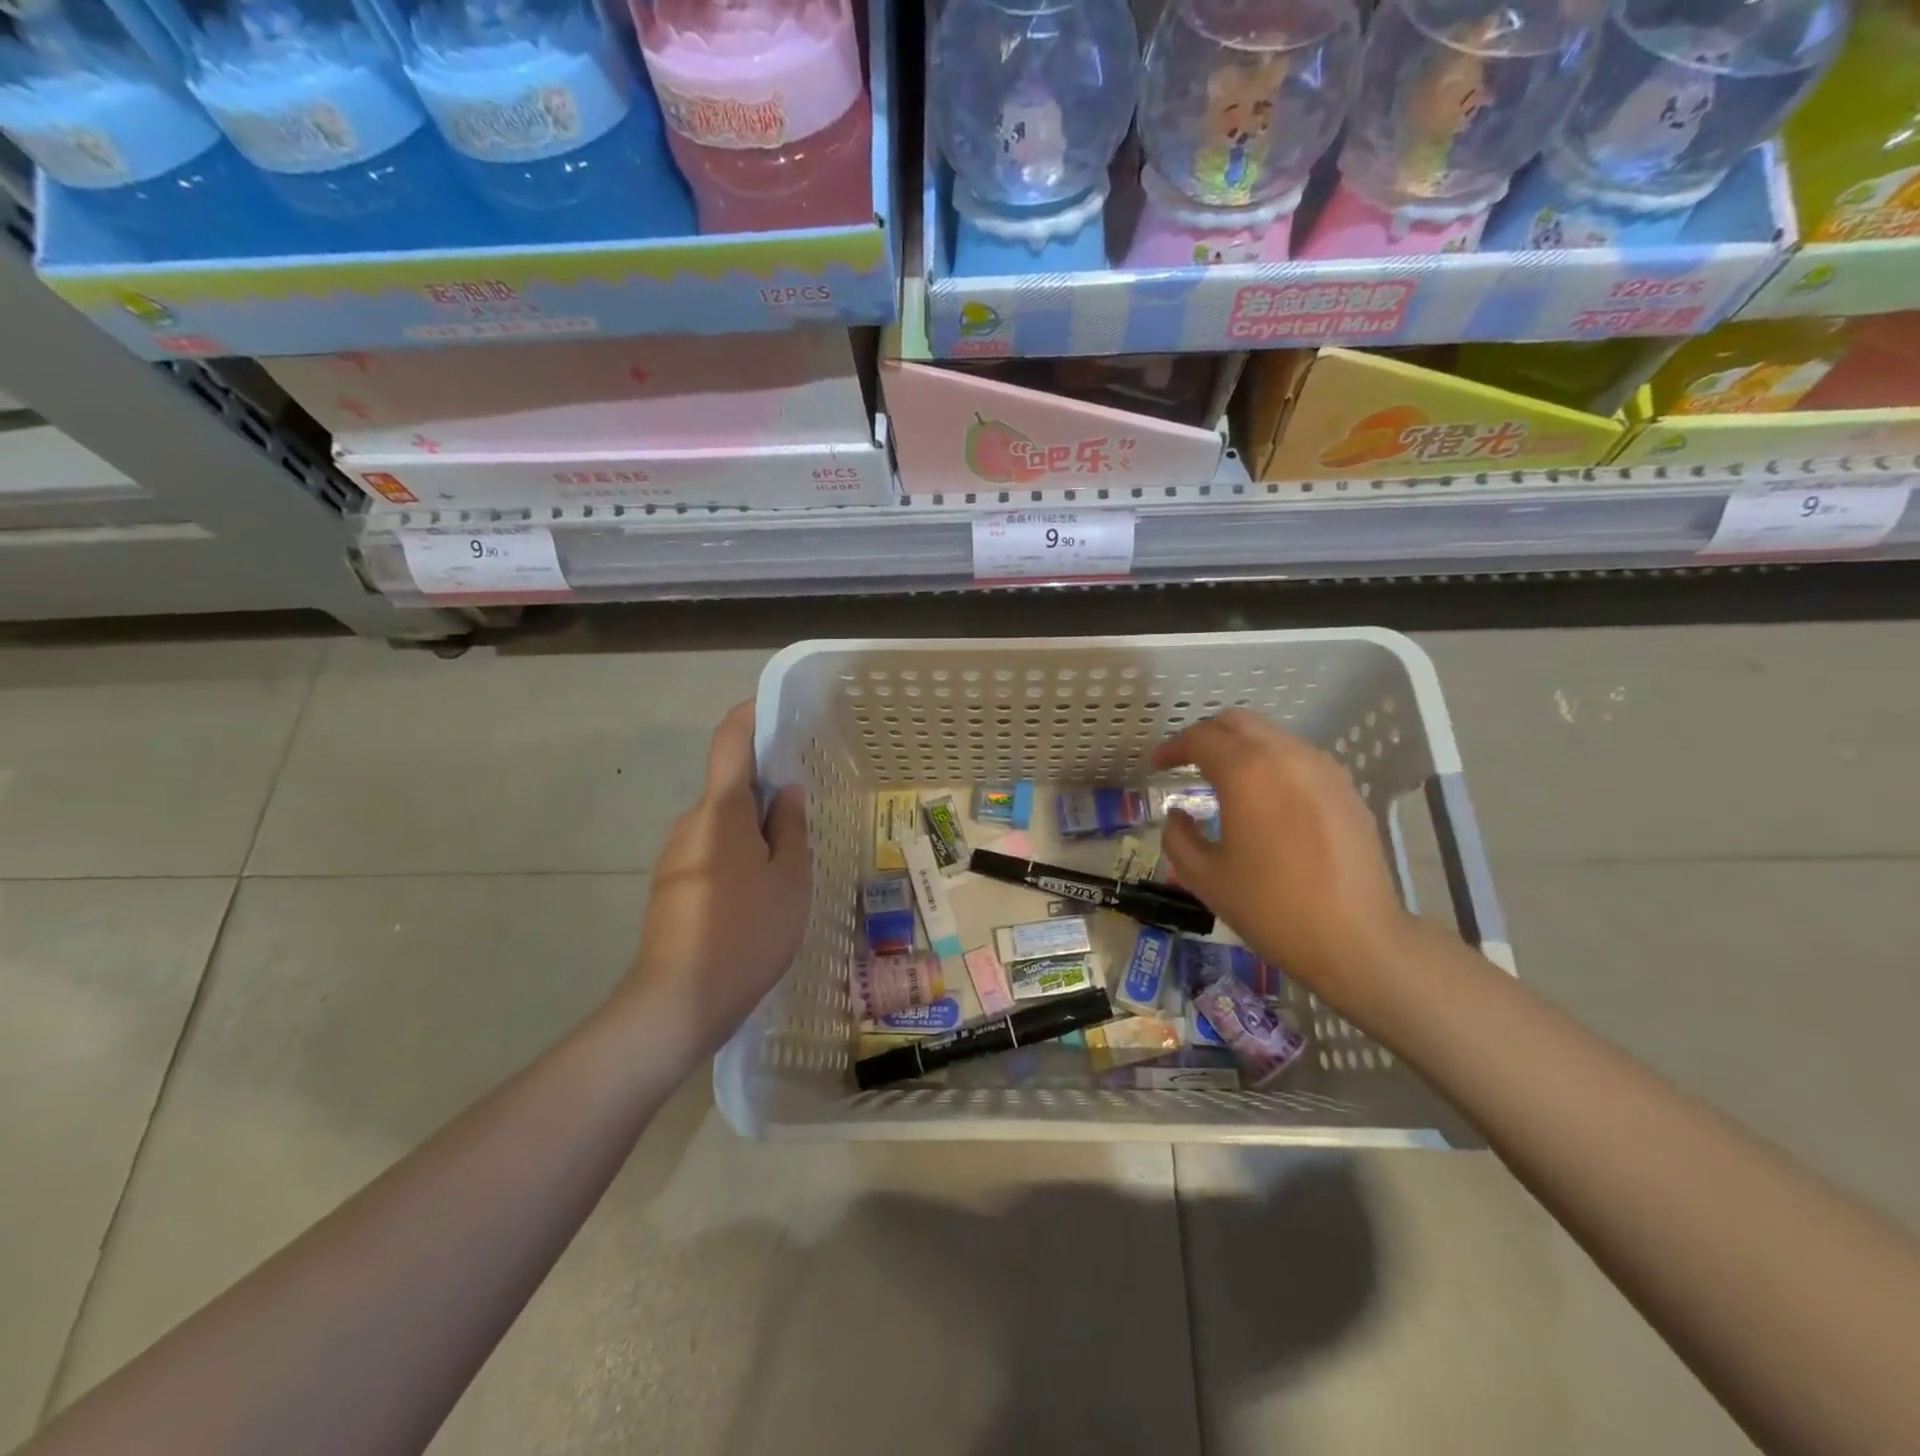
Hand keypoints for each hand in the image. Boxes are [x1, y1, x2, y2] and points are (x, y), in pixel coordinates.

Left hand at [615, 701, 809, 1064]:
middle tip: (806, 812)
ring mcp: (675, 857)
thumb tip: (787, 793)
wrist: (677, 1003)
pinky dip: (738, 857)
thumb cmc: (747, 933)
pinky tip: (760, 897)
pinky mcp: (670, 888)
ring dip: (754, 831)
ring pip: (722, 826)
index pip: (729, 741)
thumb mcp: (789, 880)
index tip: (775, 709)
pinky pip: (711, 854)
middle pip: (729, 788)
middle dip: (765, 791)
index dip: (750, 715)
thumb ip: (791, 829)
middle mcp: (690, 824)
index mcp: (721, 812)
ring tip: (790, 865)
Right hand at [1154, 709, 1411, 1011]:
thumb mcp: (1205, 877)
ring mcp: (1322, 769)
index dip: (1173, 748)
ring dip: (1242, 748)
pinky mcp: (1345, 789)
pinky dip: (1273, 764)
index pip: (1200, 738)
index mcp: (1245, 771)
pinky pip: (1299, 758)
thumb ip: (1178, 837)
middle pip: (1238, 722)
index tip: (1158, 765)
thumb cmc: (1270, 907)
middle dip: (1207, 736)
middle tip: (1188, 764)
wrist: (1356, 938)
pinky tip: (1267, 799)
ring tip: (1226, 781)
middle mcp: (1285, 755)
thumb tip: (1178, 815)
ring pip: (1272, 736)